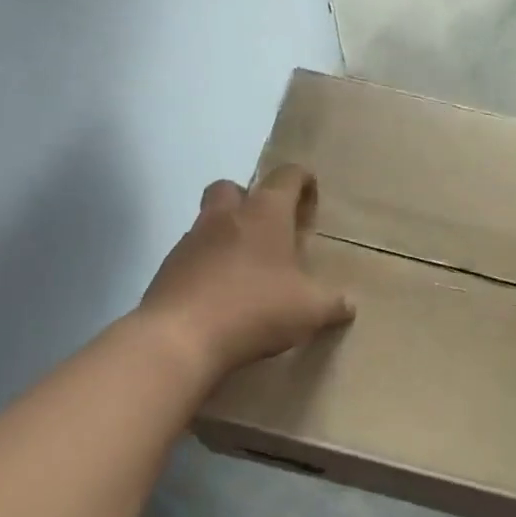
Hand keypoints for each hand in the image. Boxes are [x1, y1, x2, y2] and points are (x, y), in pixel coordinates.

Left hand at [141, 165, 354, 379]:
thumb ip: (332, 303)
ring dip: (225, 235)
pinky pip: (191, 256)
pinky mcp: (167, 270)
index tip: (310, 192)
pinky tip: (219, 295)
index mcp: (264, 214)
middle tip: (267, 227)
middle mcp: (225, 217)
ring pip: (208, 221)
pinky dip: (205, 267)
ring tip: (245, 268)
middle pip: (232, 187)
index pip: (286, 177)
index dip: (301, 179)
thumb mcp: (309, 310)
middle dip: (249, 199)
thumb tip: (348, 304)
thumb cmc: (255, 308)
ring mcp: (190, 241)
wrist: (179, 339)